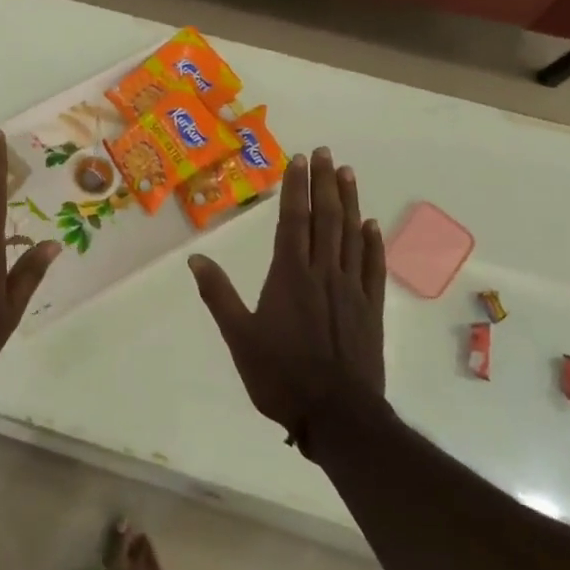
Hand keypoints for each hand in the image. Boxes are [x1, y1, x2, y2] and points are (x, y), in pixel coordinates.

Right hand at [188, 148, 386, 442]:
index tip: (299, 159)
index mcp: (289, 275)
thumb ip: (218, 294)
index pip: (293, 220)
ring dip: (349, 201)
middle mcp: (323, 273)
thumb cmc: (280, 375)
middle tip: (324, 152)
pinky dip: (372, 242)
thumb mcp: (238, 336)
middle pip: (325, 218)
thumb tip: (195, 257)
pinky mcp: (371, 309)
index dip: (296, 187)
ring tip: (347, 173)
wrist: (338, 416)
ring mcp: (351, 290)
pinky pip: (373, 267)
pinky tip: (370, 225)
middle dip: (324, 183)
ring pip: (351, 235)